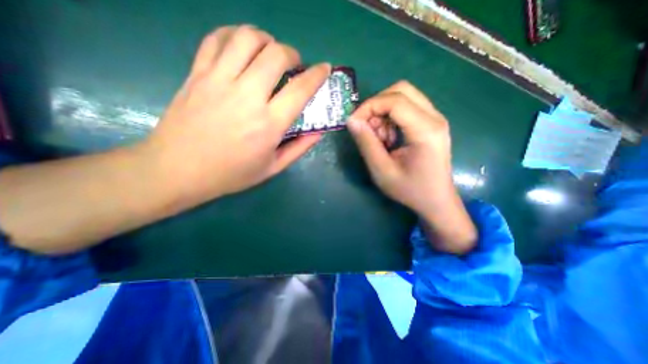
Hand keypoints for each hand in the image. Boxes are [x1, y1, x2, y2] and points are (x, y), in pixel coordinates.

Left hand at [143, 25, 329, 207]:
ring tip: (269, 53)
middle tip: (294, 65)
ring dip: (266, 40)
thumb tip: (319, 131)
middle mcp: (247, 97)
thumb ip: (299, 148)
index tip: (325, 69)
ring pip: (247, 38)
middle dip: (292, 54)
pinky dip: (234, 35)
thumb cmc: (231, 174)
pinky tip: (241, 47)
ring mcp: (219, 81)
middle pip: (276, 54)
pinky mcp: (197, 74)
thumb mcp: (272, 168)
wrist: (178, 170)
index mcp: (268, 124)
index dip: (317, 75)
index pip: (300, 89)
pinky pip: (217, 39)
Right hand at [347, 81, 477, 253]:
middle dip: (377, 106)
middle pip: (401, 90)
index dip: (369, 107)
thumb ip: (366, 144)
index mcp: (426, 130)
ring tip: (380, 138)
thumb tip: (352, 121)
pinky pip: (407, 108)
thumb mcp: (382, 171)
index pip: (394, 100)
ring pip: (403, 97)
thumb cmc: (410, 190)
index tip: (354, 123)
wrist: (436, 201)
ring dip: (384, 113)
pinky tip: (389, 138)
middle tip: (368, 129)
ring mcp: (435, 119)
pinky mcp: (431, 124)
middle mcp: (435, 118)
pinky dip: (391, 118)